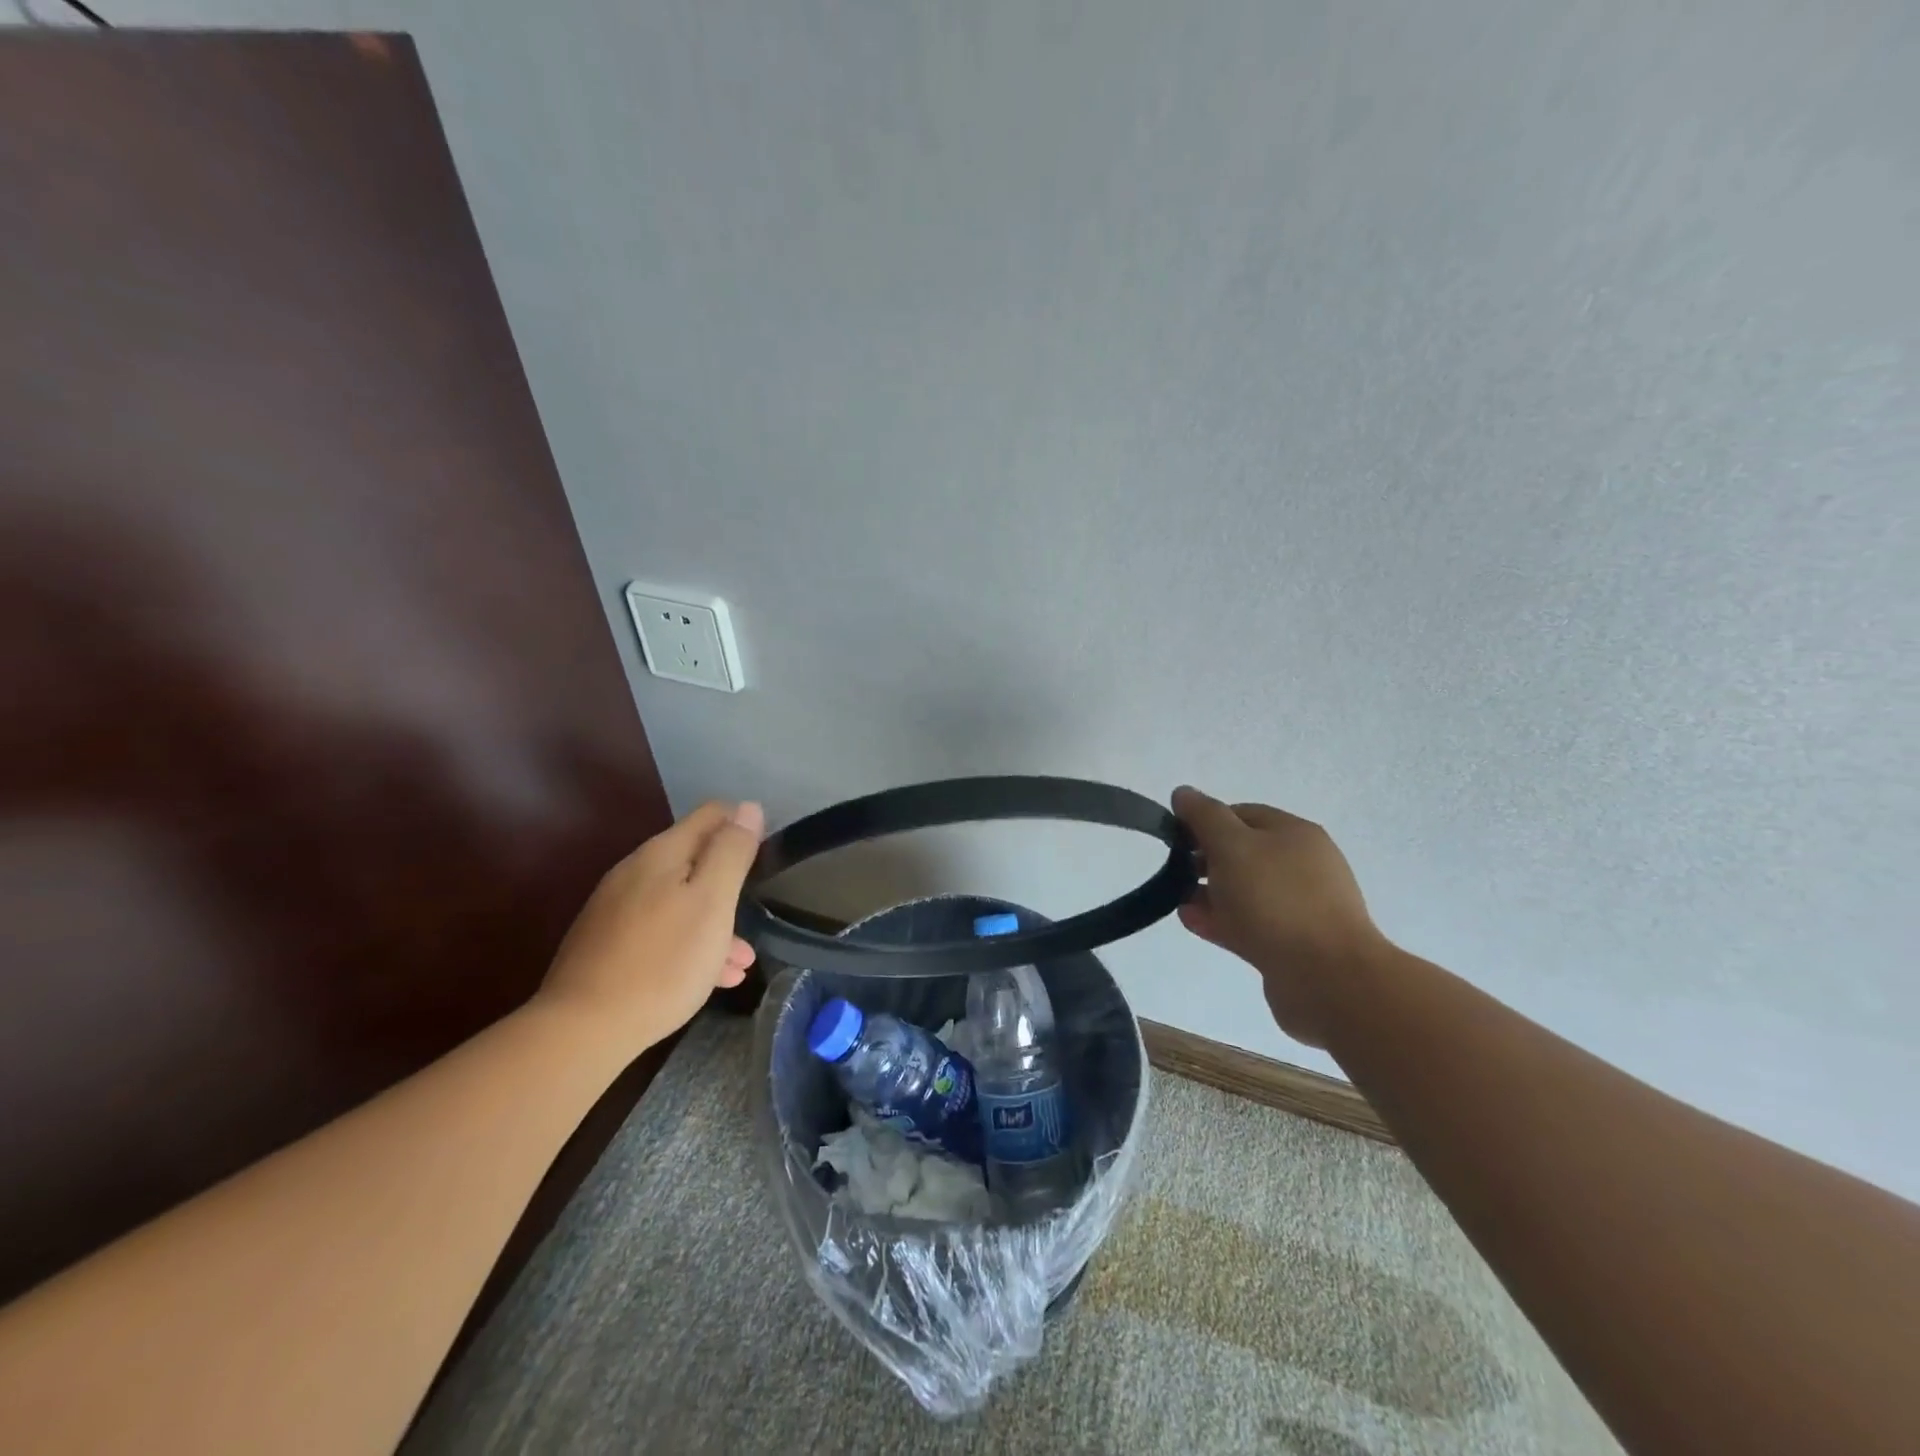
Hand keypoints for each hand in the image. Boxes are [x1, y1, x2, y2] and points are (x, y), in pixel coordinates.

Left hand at [536, 800, 764, 1053]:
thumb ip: (732, 852)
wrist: (583, 1030)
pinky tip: (709, 979)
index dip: (742, 824)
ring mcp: (616, 910)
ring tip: (742, 962)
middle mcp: (635, 873)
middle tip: (755, 915)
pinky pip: (661, 932)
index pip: (711, 815)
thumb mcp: (712, 902)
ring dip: (714, 922)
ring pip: (679, 902)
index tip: (766, 853)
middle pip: (695, 860)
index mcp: (661, 854)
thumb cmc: (663, 961)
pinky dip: (689, 945)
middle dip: (729, 883)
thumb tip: (749, 808)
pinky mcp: (607, 946)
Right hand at [1172, 786, 1388, 1047]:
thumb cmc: (1276, 900)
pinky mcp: (1293, 943)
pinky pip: (1250, 923)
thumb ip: (1204, 816)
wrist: (1328, 978)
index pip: (1240, 813)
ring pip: (1245, 891)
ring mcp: (1300, 907)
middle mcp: (1301, 865)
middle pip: (1243, 853)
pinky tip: (1196, 924)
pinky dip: (1222, 920)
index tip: (1175, 839)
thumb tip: (1183, 793)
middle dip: (1205, 860)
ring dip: (1210, 894)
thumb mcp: (1232, 845)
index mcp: (1294, 833)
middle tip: (1175, 872)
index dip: (1204, 821)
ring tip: (1181, 904)